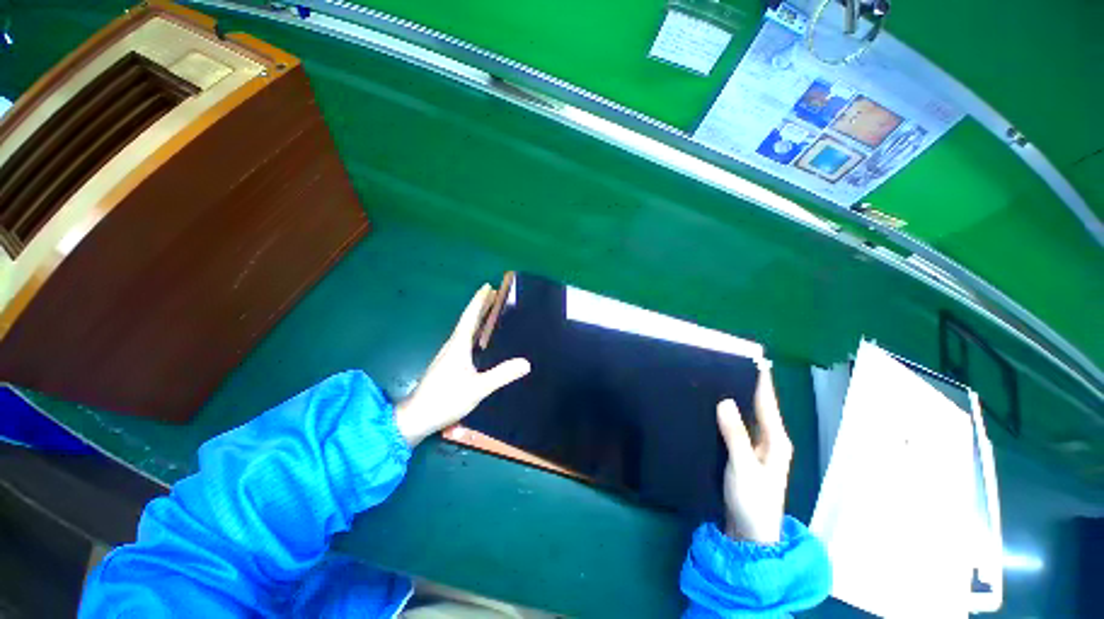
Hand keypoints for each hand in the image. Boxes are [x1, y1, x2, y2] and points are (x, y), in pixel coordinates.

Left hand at [394, 284, 530, 446]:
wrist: (416, 417)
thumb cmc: (446, 399)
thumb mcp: (478, 388)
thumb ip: (501, 375)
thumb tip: (526, 363)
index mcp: (458, 345)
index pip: (470, 317)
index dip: (479, 301)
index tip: (488, 287)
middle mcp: (452, 346)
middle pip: (468, 320)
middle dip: (480, 306)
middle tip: (494, 295)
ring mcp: (448, 355)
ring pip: (465, 330)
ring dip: (477, 318)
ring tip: (490, 312)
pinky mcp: (447, 364)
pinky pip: (463, 340)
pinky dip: (474, 332)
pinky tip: (479, 339)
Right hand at [716, 366, 791, 543]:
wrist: (750, 534)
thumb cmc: (752, 501)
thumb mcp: (744, 467)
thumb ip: (735, 434)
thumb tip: (724, 400)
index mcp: (776, 440)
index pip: (767, 402)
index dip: (760, 380)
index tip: (750, 358)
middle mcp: (769, 439)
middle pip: (757, 405)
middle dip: (745, 384)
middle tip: (724, 364)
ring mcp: (756, 447)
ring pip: (746, 415)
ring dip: (735, 397)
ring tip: (717, 379)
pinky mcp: (743, 453)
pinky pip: (736, 425)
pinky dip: (727, 413)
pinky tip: (713, 406)